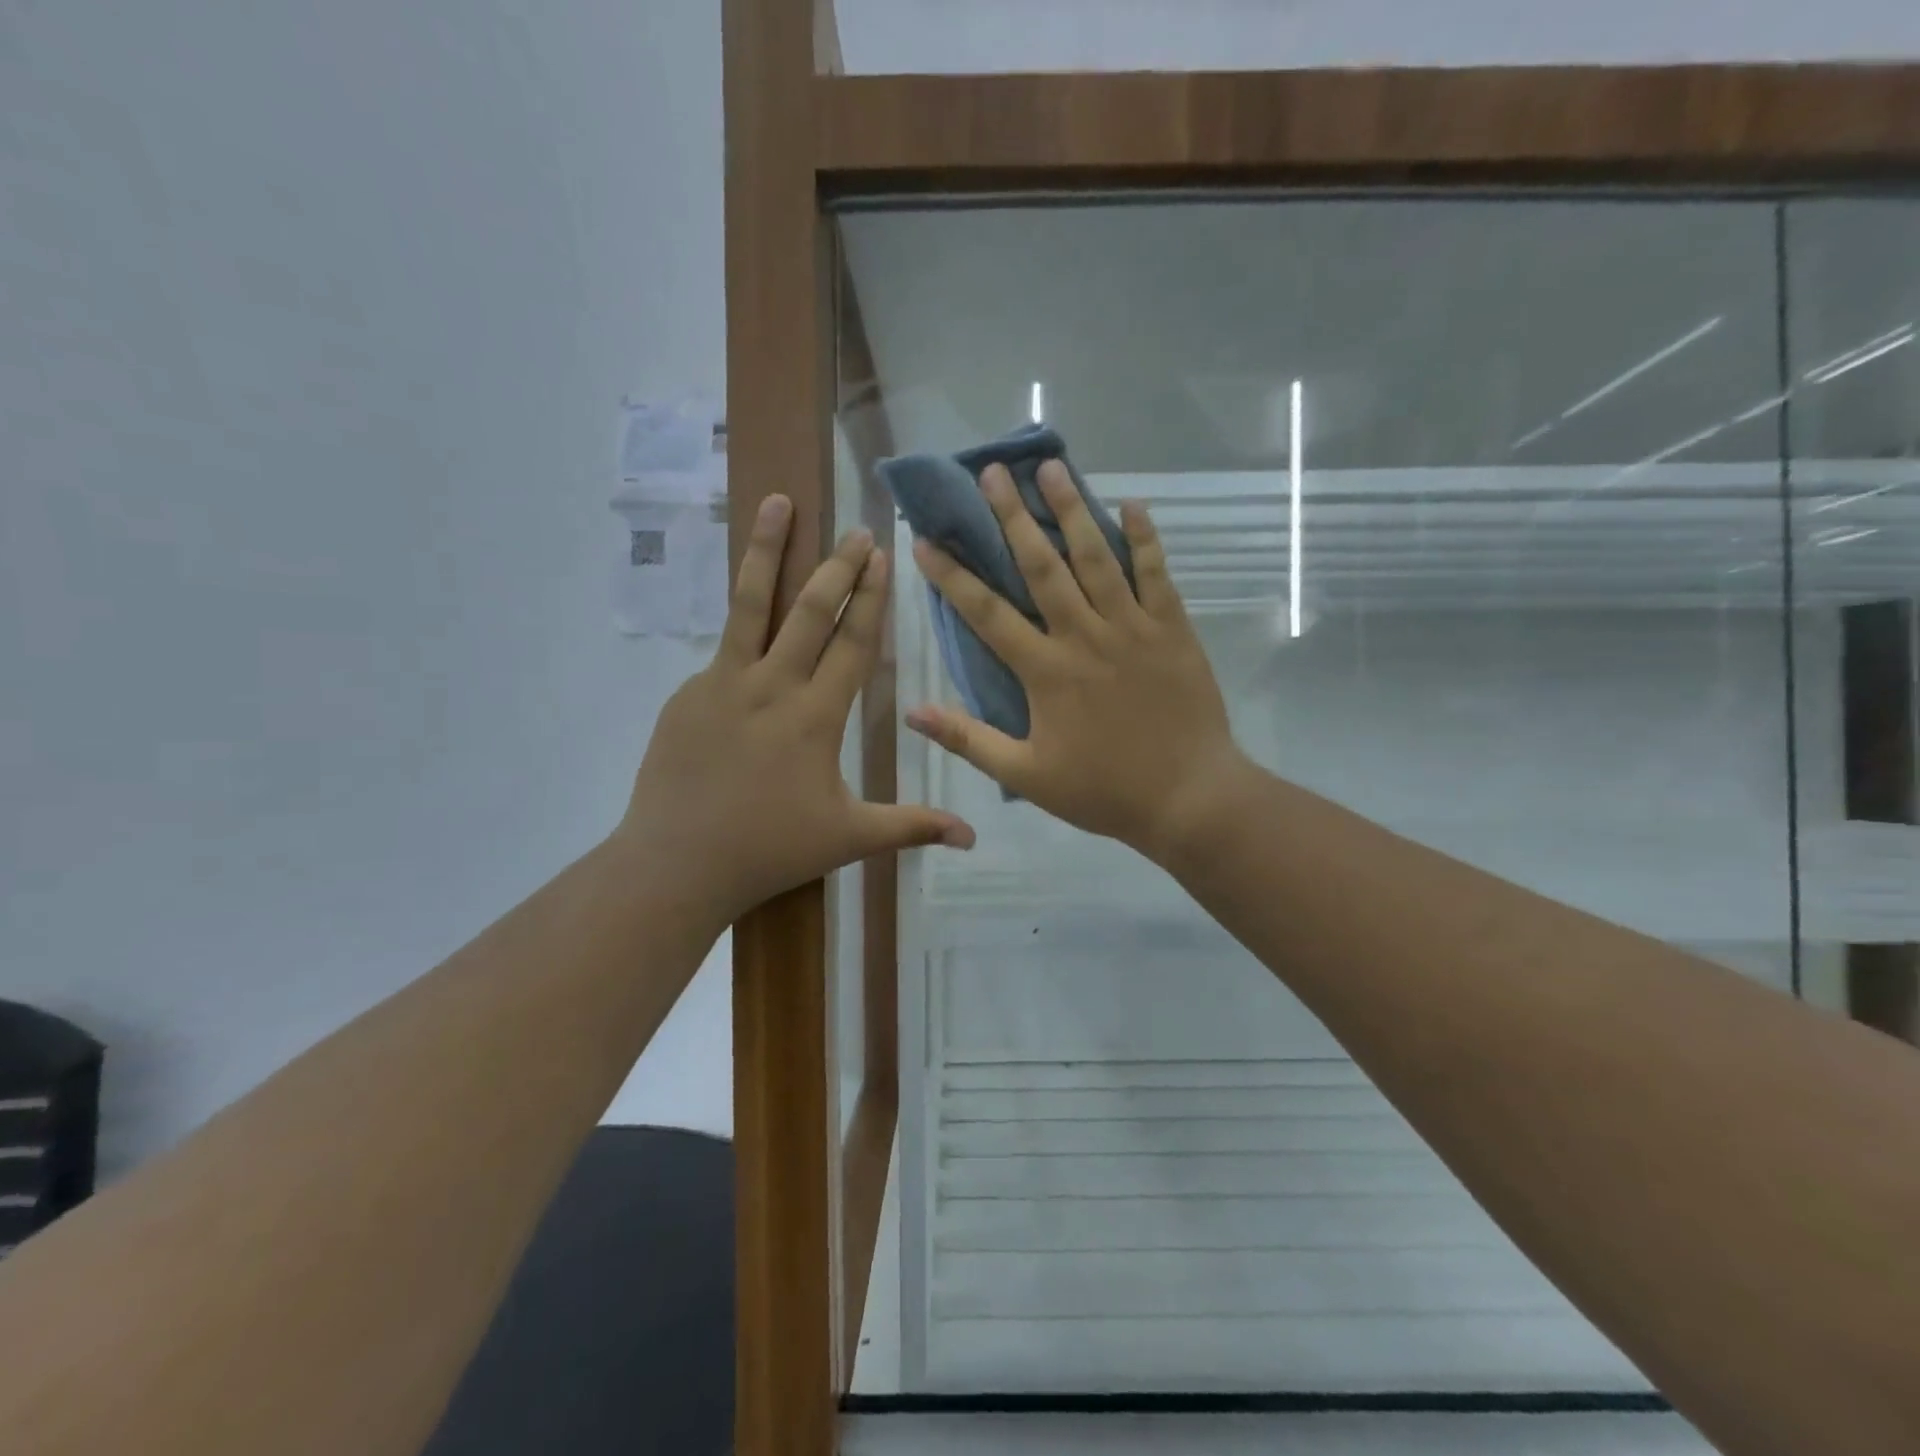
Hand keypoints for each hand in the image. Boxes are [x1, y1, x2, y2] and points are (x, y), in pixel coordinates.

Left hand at [618, 494, 974, 926]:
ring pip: (751, 604)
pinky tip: (749, 616)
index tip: (883, 557)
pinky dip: (740, 624)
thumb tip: (973, 837)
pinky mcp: (687, 695)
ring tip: (778, 503)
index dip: (872, 599)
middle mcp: (771, 685)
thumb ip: (912, 827)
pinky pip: (722, 650)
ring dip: (768, 550)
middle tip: (856, 531)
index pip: (853, 643)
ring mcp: (722, 684)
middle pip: (810, 610)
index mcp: (816, 715)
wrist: (677, 863)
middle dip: (838, 566)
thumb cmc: (770, 849)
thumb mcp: (849, 838)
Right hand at [906, 461, 1249, 864]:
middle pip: (1041, 566)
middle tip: (991, 473)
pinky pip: (1156, 572)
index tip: (926, 540)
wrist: (1188, 797)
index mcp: (1045, 670)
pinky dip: (1145, 537)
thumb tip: (913, 712)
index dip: (953, 576)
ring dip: (1070, 510)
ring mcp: (1131, 626)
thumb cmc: (1103, 790)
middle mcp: (1084, 635)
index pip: (987, 613)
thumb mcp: (1026, 775)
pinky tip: (1131, 503)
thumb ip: (969, 740)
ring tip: (1051, 467)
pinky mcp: (1172, 628)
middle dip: (1011, 517)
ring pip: (1096, 556)